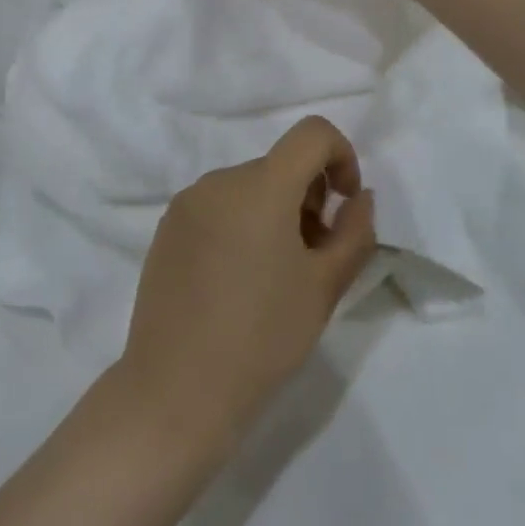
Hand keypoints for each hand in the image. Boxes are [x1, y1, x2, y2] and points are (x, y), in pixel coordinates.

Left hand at [117, 117, 377, 452]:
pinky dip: (241, 223)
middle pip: (280, 164)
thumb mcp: (325, 286)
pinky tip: (237, 280)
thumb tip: (358, 198)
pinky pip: (218, 206)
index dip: (341, 156)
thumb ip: (355, 232)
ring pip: (249, 187)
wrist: (176, 392)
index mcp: (260, 185)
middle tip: (314, 256)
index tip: (343, 205)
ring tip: (276, 274)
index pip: (312, 133)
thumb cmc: (262, 338)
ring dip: (275, 212)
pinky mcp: (166, 228)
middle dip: (309, 196)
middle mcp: (219, 180)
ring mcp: (187, 203)